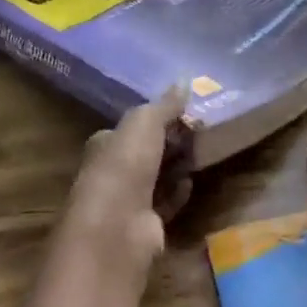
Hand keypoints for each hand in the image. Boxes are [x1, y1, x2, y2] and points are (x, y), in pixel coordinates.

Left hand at [60, 88, 192, 278]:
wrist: (116, 228)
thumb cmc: (123, 167)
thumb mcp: (144, 124)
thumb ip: (164, 105)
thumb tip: (184, 79)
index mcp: (104, 145)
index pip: (129, 129)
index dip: (154, 120)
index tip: (183, 112)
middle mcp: (112, 173)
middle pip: (145, 153)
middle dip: (169, 143)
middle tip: (199, 131)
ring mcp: (127, 202)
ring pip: (156, 178)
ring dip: (175, 167)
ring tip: (202, 153)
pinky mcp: (144, 226)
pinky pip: (165, 203)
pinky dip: (178, 193)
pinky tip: (191, 182)